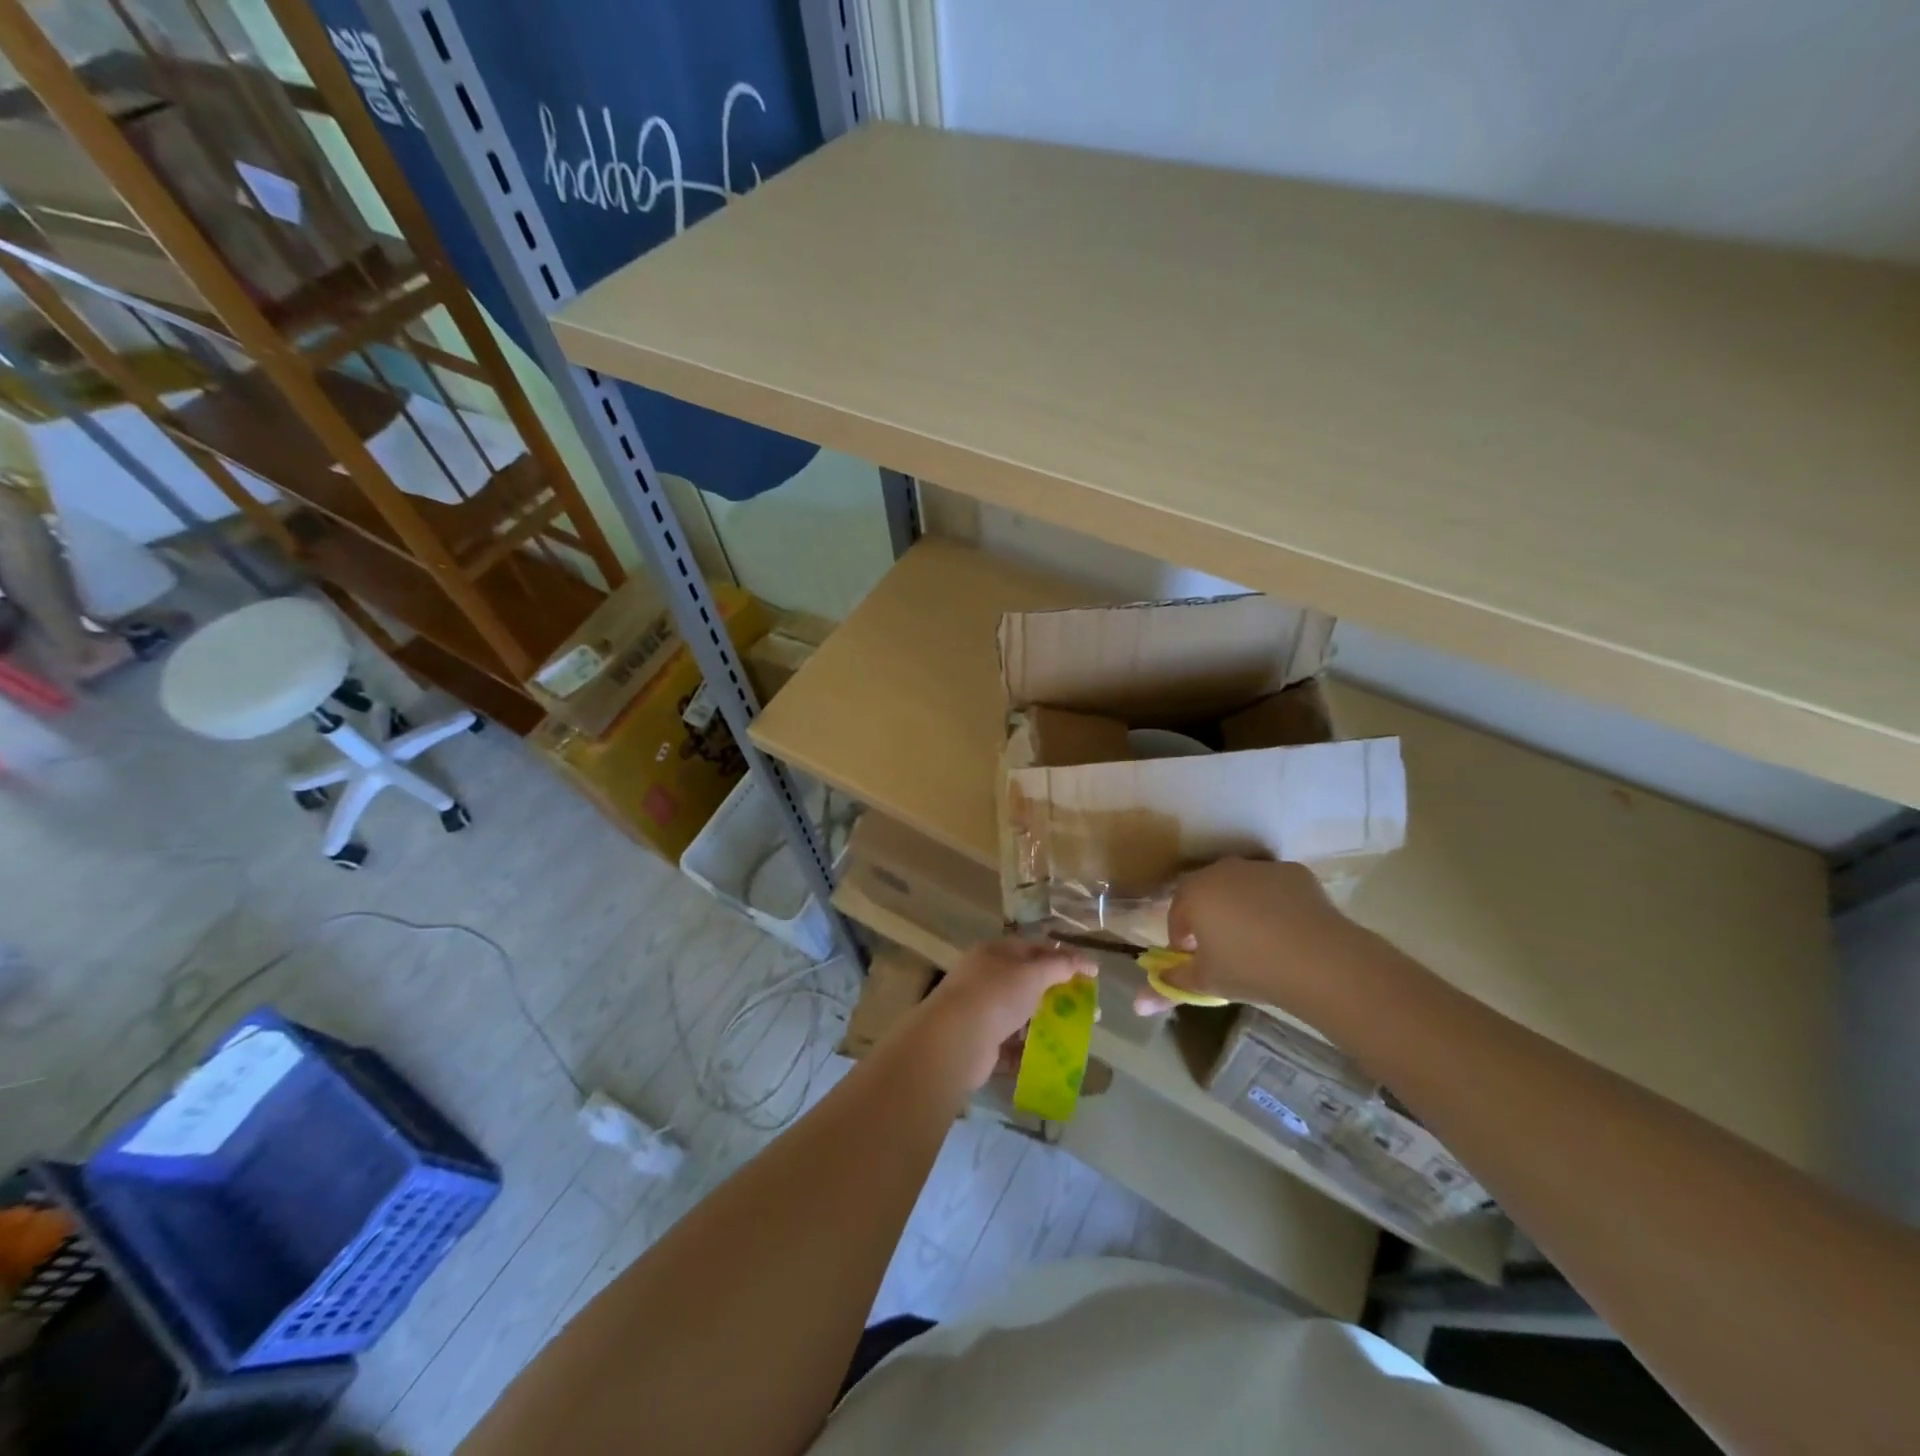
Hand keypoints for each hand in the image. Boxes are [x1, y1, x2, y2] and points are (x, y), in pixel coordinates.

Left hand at [912, 938, 1095, 1088]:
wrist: (954, 1041)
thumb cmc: (996, 996)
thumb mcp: (1032, 974)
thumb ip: (1059, 966)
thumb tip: (1083, 962)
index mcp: (995, 953)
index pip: (1036, 949)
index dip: (1065, 958)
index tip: (1092, 973)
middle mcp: (987, 977)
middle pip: (1029, 982)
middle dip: (1059, 994)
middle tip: (1087, 1009)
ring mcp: (983, 1009)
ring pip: (1022, 1013)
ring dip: (1047, 1023)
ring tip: (1073, 1035)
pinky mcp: (983, 1041)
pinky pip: (1013, 1042)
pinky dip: (1031, 1048)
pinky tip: (1052, 1056)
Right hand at [1133, 859, 1373, 1018]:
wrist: (1319, 960)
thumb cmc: (1250, 969)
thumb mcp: (1205, 983)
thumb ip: (1168, 988)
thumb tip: (1136, 1005)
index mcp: (1193, 893)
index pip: (1177, 916)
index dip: (1184, 941)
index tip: (1198, 963)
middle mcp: (1222, 871)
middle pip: (1207, 895)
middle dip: (1210, 919)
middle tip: (1226, 952)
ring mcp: (1259, 868)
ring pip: (1240, 888)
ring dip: (1241, 908)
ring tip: (1260, 943)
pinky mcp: (1293, 871)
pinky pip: (1274, 888)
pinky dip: (1275, 903)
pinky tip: (1288, 931)